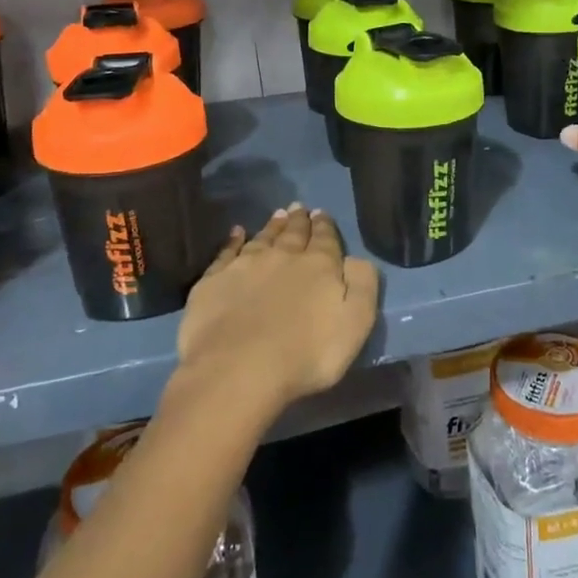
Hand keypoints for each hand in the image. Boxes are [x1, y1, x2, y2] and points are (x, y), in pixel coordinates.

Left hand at [174, 203, 380, 420]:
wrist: (239, 369)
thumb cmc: (306, 354)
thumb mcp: (355, 322)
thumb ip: (361, 284)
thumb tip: (356, 259)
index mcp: (319, 266)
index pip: (325, 239)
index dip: (325, 226)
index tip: (322, 213)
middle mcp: (282, 257)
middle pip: (293, 234)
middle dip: (299, 220)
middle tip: (299, 207)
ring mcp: (245, 266)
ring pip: (263, 238)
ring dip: (272, 226)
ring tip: (278, 214)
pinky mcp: (215, 281)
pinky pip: (227, 252)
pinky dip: (233, 240)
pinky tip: (236, 232)